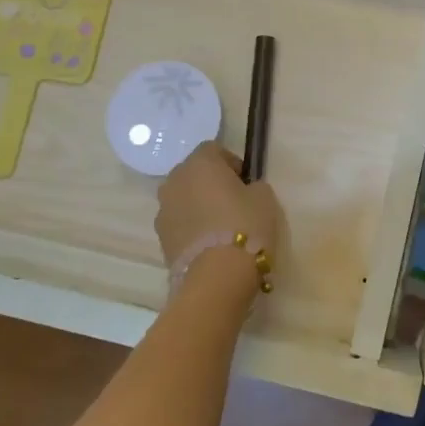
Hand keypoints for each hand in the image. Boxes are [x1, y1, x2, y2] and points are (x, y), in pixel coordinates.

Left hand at [155, 142, 285, 271]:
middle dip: (210, 183)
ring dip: (198, 206)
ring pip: (183, 199)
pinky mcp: (160, 238)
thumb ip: (252, 186)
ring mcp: (163, 210)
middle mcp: (174, 181)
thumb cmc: (245, 225)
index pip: (213, 149)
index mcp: (199, 163)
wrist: (217, 277)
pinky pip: (179, 223)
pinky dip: (191, 227)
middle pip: (194, 173)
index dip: (231, 163)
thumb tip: (244, 190)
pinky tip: (210, 245)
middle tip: (233, 203)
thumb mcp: (264, 197)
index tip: (246, 182)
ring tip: (221, 227)